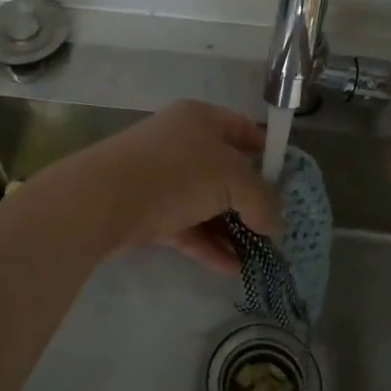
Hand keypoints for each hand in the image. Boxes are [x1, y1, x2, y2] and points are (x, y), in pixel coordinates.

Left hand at [63, 100, 281, 273]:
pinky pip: (187, 228)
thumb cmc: (176, 173)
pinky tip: (232, 270)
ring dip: (232, 231)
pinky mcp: (147, 211)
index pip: (244, 130)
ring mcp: (162, 178)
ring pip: (205, 204)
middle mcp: (181, 143)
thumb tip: (276, 224)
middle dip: (251, 202)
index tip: (287, 182)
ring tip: (259, 258)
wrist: (103, 199)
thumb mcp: (233, 181)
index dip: (268, 154)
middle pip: (225, 172)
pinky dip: (209, 246)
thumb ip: (262, 201)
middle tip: (275, 229)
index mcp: (201, 120)